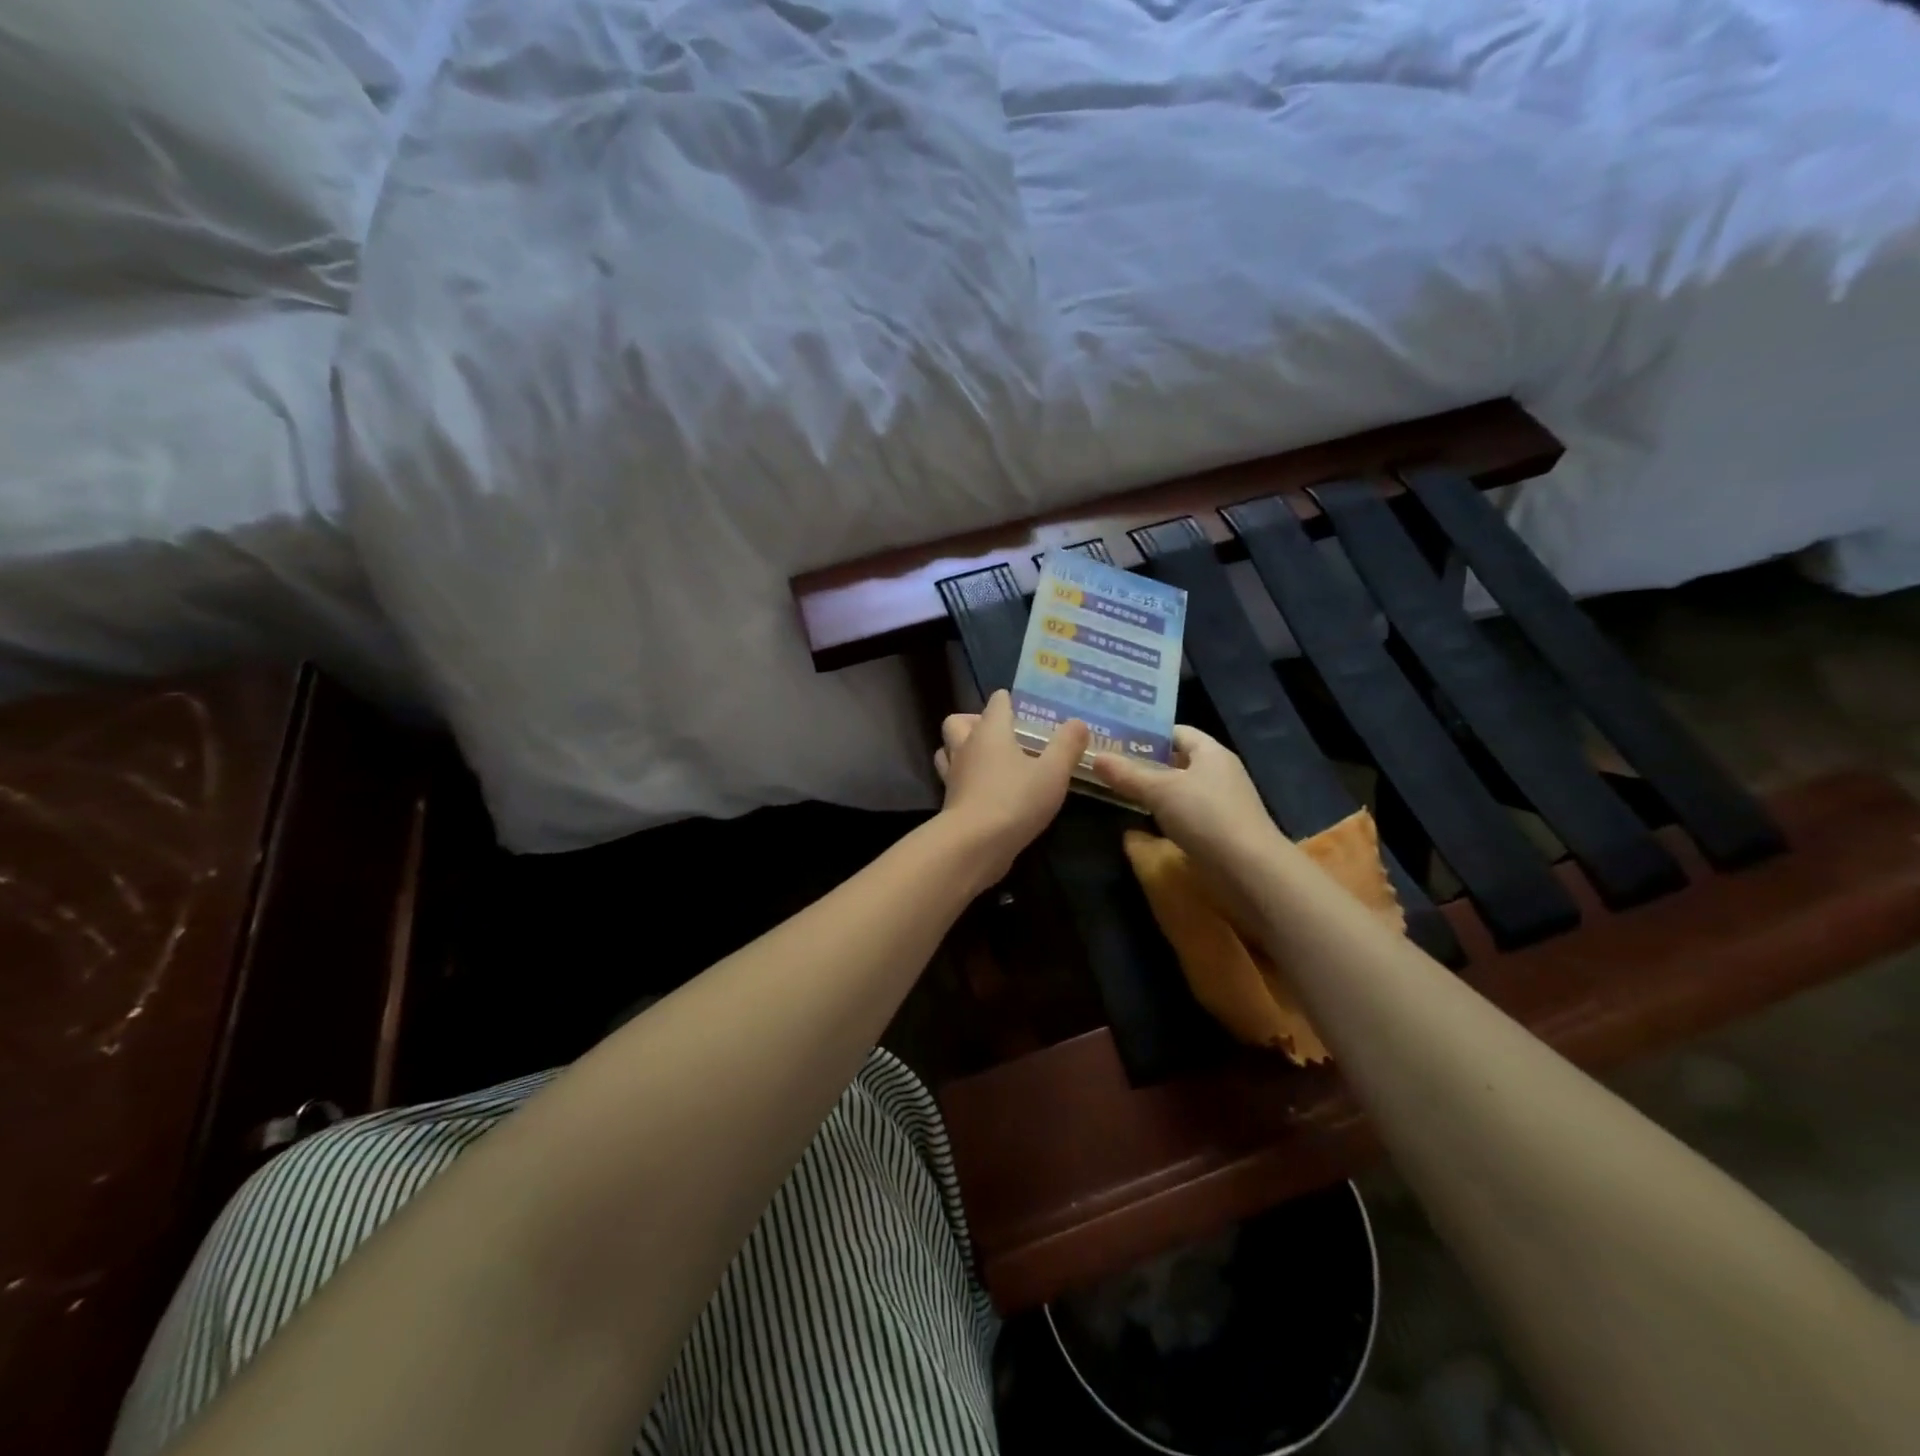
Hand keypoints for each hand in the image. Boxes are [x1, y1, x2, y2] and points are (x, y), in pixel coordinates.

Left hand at [934, 690, 1088, 882]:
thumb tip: (1078, 723)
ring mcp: (953, 775)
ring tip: (987, 760)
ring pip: (948, 750)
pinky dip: (964, 778)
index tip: (1024, 708)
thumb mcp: (1053, 772)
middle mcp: (966, 747)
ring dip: (962, 749)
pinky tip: (985, 789)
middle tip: (999, 734)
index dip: (1009, 701)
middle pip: (958, 721)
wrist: (974, 844)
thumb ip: (1067, 746)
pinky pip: (952, 779)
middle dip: (974, 721)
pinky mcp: (950, 802)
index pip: (996, 702)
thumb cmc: (1015, 800)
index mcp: (990, 731)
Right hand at [1090, 725, 1284, 886]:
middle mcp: (1219, 772)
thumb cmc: (1206, 817)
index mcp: (1211, 752)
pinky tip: (1142, 821)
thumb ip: (1127, 774)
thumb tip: (1095, 757)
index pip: (1177, 731)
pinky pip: (1186, 813)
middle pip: (1177, 759)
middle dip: (1145, 762)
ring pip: (1180, 788)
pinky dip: (1164, 814)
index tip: (1115, 738)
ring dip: (1154, 790)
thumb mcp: (1160, 791)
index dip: (1147, 733)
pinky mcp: (1219, 830)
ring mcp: (1221, 803)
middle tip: (1109, 764)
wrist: (1250, 871)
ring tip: (1118, 790)